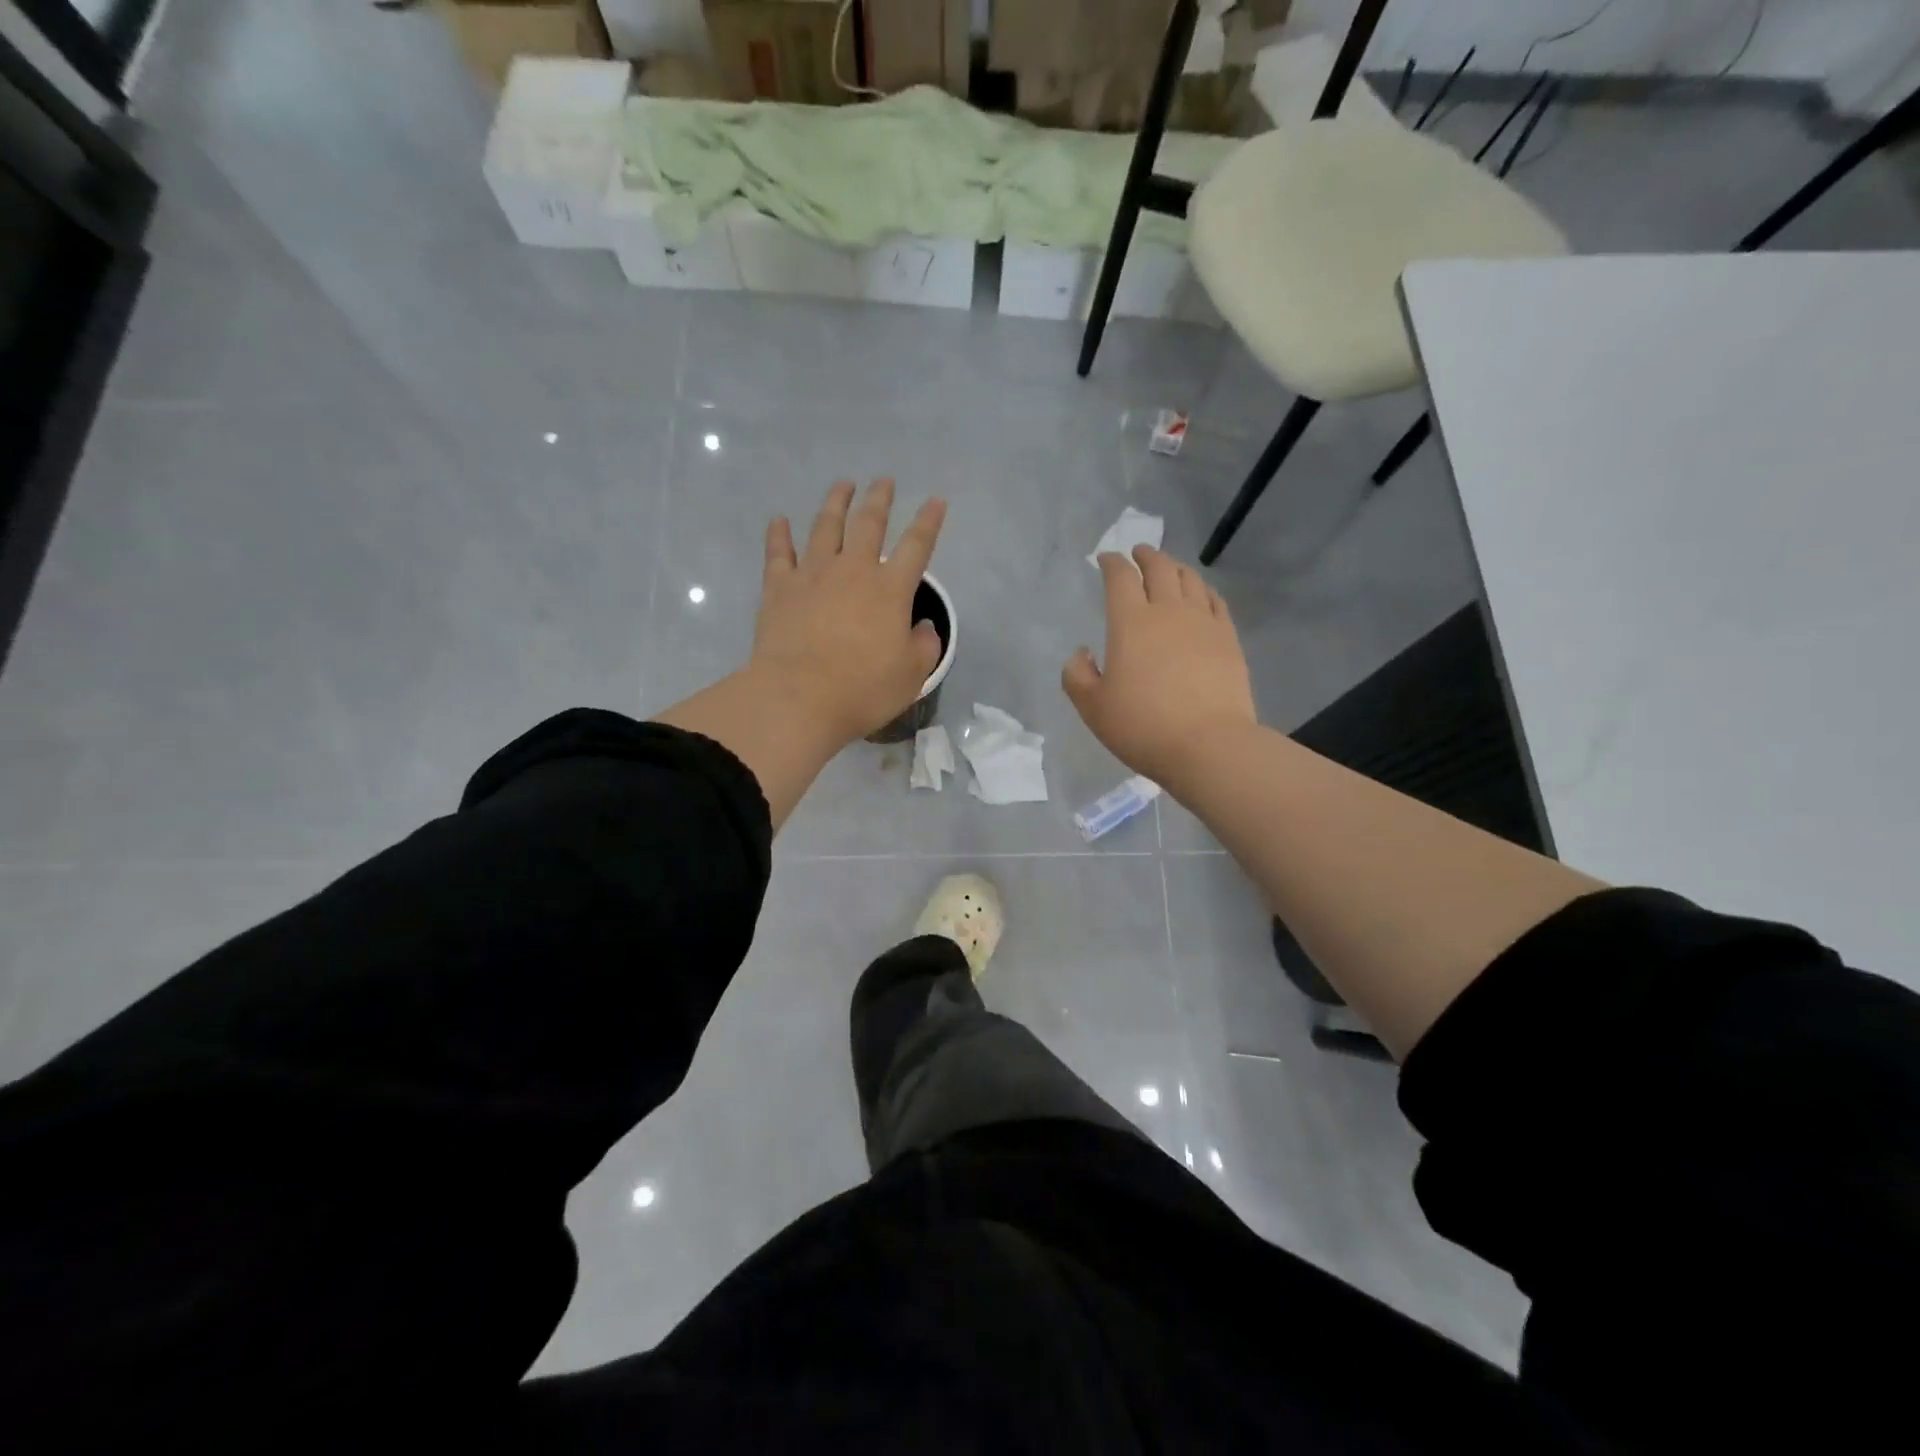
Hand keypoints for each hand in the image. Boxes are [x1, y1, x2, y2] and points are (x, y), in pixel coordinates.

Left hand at [751, 478, 946, 745]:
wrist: (799, 697)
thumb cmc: (863, 689)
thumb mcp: (912, 675)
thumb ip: (924, 646)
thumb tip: (921, 627)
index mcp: (891, 589)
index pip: (917, 546)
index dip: (929, 521)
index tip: (936, 500)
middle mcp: (853, 571)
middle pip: (869, 523)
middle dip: (879, 499)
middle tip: (883, 480)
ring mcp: (812, 575)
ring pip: (825, 527)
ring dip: (835, 503)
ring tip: (843, 486)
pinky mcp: (779, 588)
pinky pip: (778, 553)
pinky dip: (779, 534)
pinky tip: (779, 520)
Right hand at [1062, 546, 1256, 786]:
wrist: (1208, 745)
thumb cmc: (1142, 727)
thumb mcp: (1093, 708)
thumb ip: (1078, 676)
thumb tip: (1082, 653)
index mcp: (1130, 623)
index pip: (1120, 578)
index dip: (1111, 563)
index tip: (1105, 559)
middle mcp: (1167, 611)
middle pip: (1159, 568)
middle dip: (1145, 555)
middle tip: (1139, 552)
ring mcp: (1203, 622)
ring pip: (1189, 580)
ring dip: (1175, 567)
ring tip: (1169, 568)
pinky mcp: (1229, 639)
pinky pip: (1215, 601)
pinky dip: (1203, 590)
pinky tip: (1200, 594)